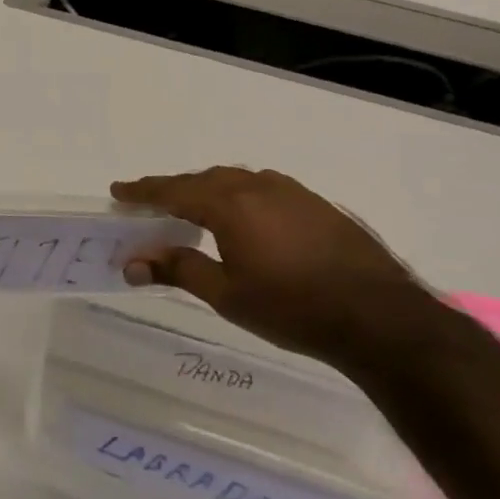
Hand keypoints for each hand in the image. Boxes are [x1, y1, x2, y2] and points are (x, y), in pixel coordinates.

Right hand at [111, 166, 433, 368]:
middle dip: (174, 189)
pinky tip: (247, 218)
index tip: (118, 191)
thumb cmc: (293, 308)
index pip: (173, 190)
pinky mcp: (318, 204)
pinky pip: (265, 188)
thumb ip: (178, 269)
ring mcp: (292, 192)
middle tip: (151, 203)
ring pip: (237, 180)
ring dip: (209, 190)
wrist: (381, 318)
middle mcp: (258, 186)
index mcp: (230, 204)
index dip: (143, 191)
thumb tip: (132, 262)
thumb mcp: (227, 294)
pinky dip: (241, 196)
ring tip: (195, 208)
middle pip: (203, 180)